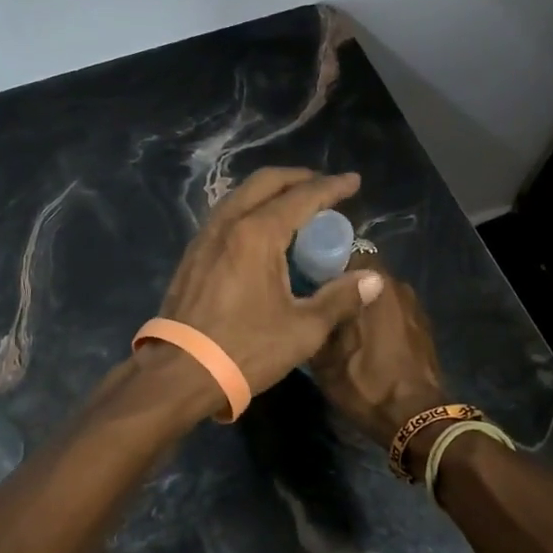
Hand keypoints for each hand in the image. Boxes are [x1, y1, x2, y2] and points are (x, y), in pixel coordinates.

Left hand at [155, 168, 384, 397]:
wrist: (180, 373)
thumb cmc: (245, 350)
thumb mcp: (303, 329)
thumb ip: (339, 298)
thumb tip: (373, 279)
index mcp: (257, 234)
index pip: (302, 198)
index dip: (331, 188)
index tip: (353, 182)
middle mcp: (228, 224)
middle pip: (265, 183)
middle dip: (298, 178)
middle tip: (325, 187)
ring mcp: (205, 237)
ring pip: (241, 195)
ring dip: (271, 191)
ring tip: (296, 204)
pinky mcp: (193, 254)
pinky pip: (226, 215)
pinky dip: (251, 208)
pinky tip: (262, 230)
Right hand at [310, 267, 447, 456]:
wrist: (417, 418)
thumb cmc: (367, 384)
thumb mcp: (325, 358)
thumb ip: (316, 320)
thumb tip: (306, 303)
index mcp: (374, 284)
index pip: (343, 252)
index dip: (321, 263)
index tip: (304, 278)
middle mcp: (397, 285)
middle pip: (361, 273)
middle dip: (340, 284)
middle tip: (318, 303)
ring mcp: (413, 305)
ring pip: (376, 292)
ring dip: (360, 302)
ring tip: (339, 323)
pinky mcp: (422, 326)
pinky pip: (391, 310)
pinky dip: (377, 318)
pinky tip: (364, 340)